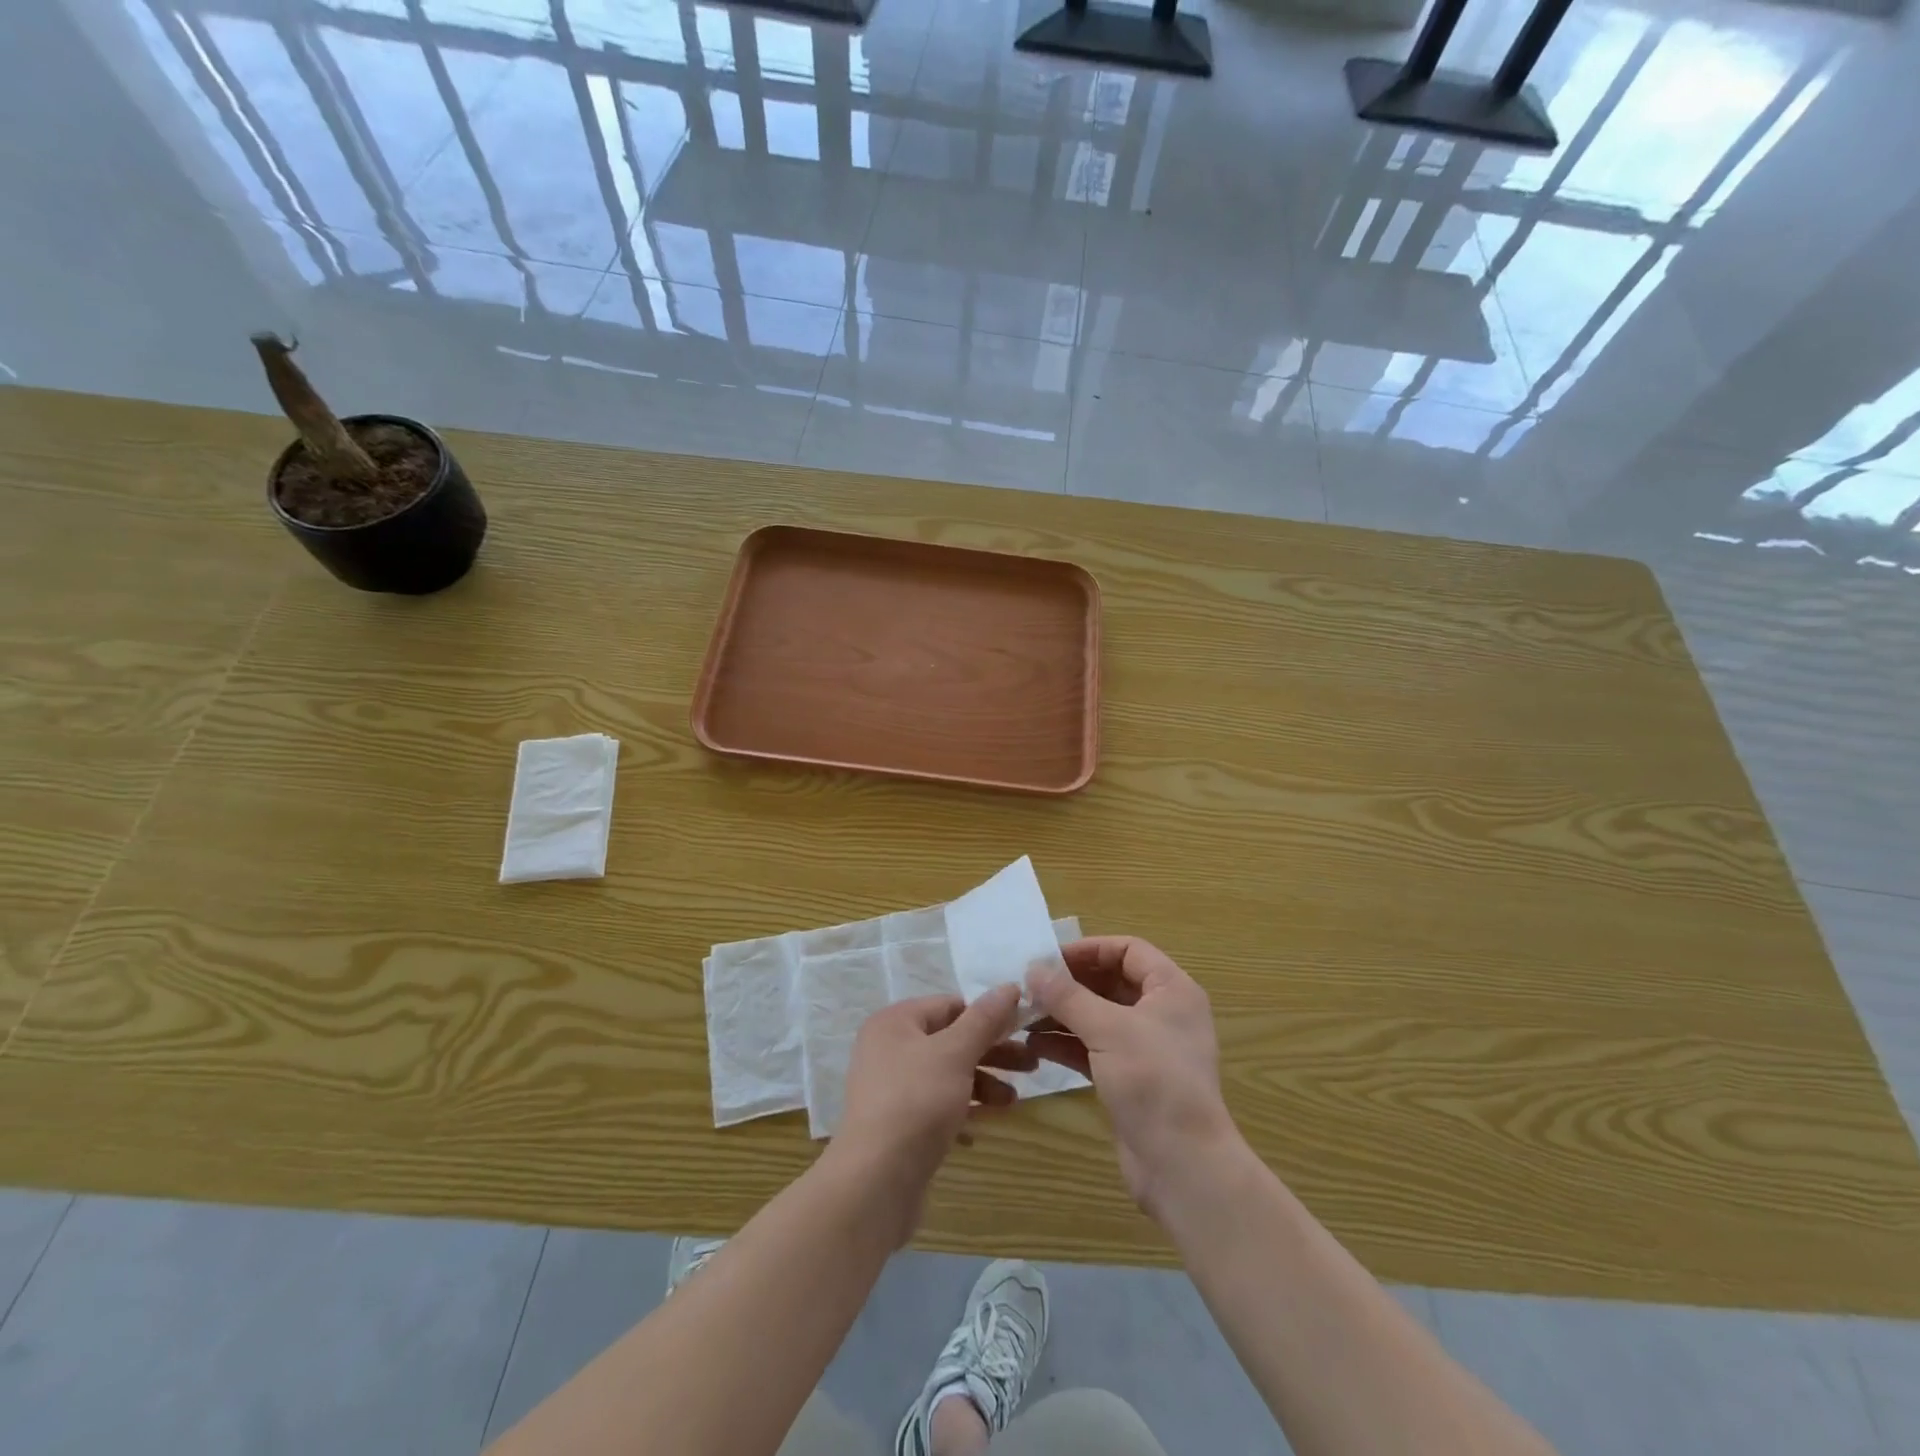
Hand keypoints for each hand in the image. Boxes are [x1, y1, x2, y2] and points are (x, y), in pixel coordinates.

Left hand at [832, 985, 1036, 1239]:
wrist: (876, 1181)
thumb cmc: (917, 1102)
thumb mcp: (956, 1053)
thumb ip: (984, 1019)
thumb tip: (1010, 986)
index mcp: (895, 1022)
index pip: (949, 1005)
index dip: (987, 1015)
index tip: (1023, 1029)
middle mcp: (888, 1048)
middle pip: (950, 1040)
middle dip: (992, 1053)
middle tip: (1032, 1066)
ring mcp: (891, 1088)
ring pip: (946, 1074)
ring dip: (982, 1084)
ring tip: (1013, 1102)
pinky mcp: (897, 1124)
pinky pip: (936, 1106)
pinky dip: (961, 1111)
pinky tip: (981, 1128)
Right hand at [1028, 938, 1241, 1220]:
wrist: (1183, 1166)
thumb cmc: (1153, 1081)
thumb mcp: (1108, 1030)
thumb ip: (1068, 996)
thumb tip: (1033, 969)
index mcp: (1172, 990)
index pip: (1128, 950)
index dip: (1089, 949)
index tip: (1049, 958)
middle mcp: (1162, 1013)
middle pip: (1111, 982)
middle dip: (1070, 984)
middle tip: (1029, 985)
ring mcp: (1146, 1048)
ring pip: (1099, 1017)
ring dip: (1063, 1014)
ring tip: (1023, 1014)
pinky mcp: (1130, 1078)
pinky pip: (1094, 1048)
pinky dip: (1067, 1043)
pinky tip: (1034, 1045)